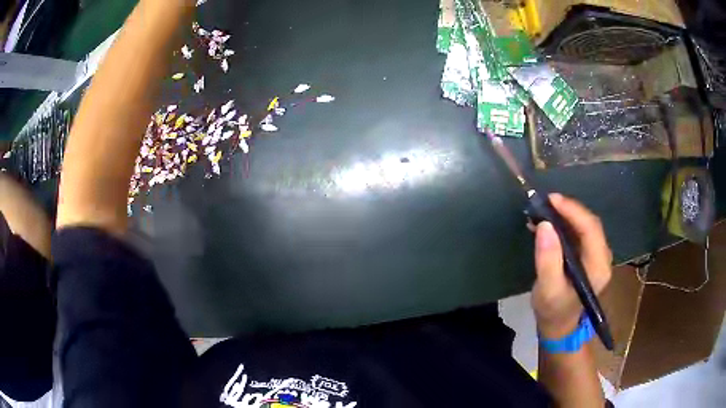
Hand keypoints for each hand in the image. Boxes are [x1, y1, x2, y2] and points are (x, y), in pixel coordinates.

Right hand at [531, 194, 611, 339]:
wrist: (559, 325)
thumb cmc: (553, 310)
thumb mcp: (547, 289)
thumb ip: (548, 260)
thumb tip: (544, 225)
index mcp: (598, 267)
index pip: (591, 229)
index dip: (572, 210)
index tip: (550, 200)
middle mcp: (603, 257)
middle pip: (589, 223)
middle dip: (568, 210)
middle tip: (544, 203)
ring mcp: (597, 255)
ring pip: (584, 225)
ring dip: (565, 215)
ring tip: (542, 211)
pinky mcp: (589, 254)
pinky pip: (579, 232)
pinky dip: (564, 224)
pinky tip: (548, 224)